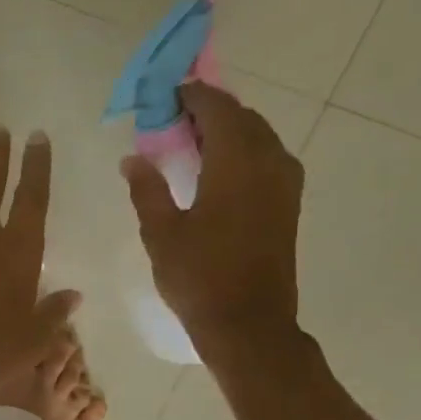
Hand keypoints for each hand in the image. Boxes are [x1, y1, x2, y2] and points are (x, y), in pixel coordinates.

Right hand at [121, 83, 303, 366]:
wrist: (248, 323)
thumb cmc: (199, 277)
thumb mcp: (161, 233)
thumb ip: (147, 189)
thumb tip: (132, 158)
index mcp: (236, 161)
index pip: (216, 108)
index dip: (191, 96)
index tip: (165, 96)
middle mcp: (269, 160)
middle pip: (242, 117)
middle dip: (209, 111)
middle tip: (172, 121)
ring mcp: (285, 181)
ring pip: (258, 136)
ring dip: (227, 131)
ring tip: (191, 144)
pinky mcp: (288, 202)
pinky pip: (266, 158)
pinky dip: (242, 152)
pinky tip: (217, 171)